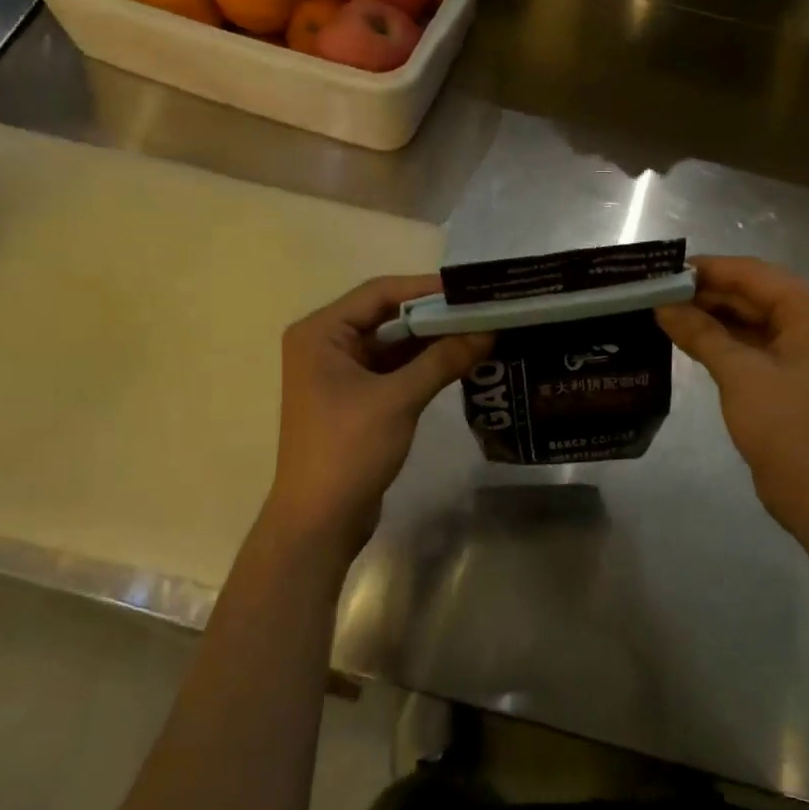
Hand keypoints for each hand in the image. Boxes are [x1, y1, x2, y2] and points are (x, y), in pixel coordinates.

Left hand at [265, 275, 489, 564]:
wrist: (319, 521)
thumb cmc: (348, 449)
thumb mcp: (399, 399)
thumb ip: (443, 360)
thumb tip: (489, 331)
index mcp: (321, 333)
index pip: (379, 293)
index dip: (425, 288)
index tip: (470, 288)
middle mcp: (326, 344)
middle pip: (387, 316)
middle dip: (434, 315)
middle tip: (482, 309)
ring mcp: (340, 373)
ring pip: (393, 344)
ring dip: (432, 341)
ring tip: (481, 331)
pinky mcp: (356, 399)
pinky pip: (394, 370)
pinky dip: (424, 365)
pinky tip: (460, 361)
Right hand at [656, 256, 808, 524]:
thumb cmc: (783, 424)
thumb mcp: (738, 372)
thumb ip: (700, 332)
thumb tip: (661, 305)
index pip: (751, 273)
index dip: (706, 269)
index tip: (662, 269)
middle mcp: (808, 317)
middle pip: (749, 291)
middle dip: (703, 291)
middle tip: (654, 290)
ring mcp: (797, 344)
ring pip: (746, 315)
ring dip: (708, 313)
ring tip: (660, 308)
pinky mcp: (784, 368)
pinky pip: (747, 339)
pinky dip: (718, 336)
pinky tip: (683, 334)